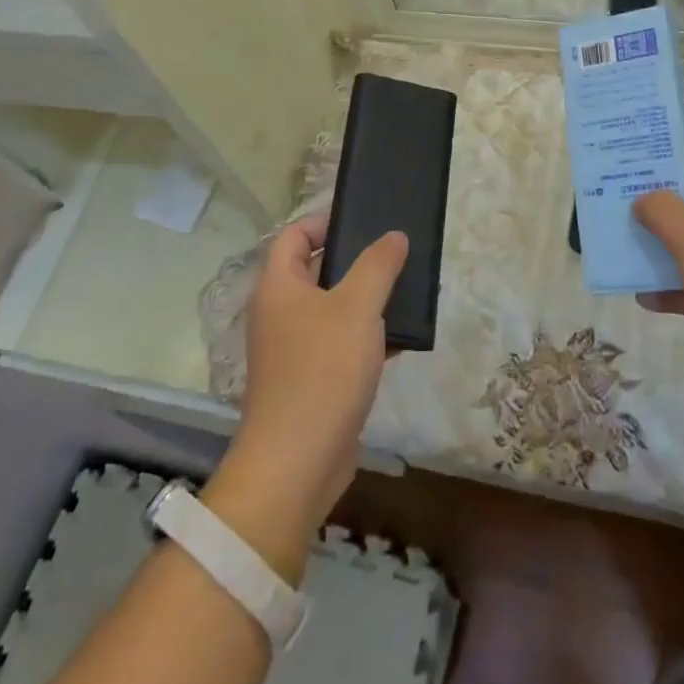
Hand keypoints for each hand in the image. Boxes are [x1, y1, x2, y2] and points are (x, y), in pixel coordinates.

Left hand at [221, 215, 406, 535]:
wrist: (297, 464)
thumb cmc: (322, 370)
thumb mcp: (357, 307)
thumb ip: (378, 265)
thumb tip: (394, 236)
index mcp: (278, 286)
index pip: (294, 235)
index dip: (325, 221)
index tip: (365, 219)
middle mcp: (279, 313)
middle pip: (315, 270)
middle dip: (354, 259)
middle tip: (395, 251)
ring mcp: (293, 349)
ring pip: (332, 309)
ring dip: (365, 299)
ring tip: (406, 289)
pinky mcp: (311, 380)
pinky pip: (340, 344)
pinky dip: (366, 336)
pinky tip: (401, 338)